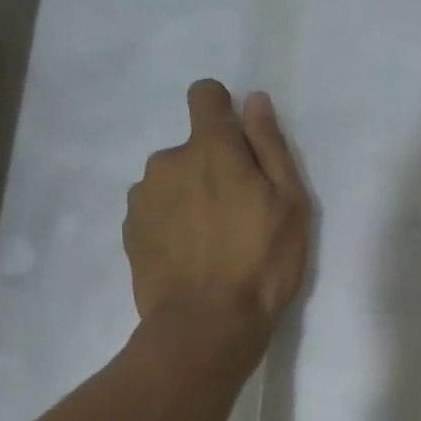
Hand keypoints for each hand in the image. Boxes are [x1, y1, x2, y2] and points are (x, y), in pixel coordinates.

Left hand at [124, 79, 310, 334]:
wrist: (207, 325)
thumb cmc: (262, 261)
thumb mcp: (290, 203)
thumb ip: (270, 146)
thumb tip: (256, 102)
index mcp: (211, 148)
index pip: (205, 95)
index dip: (224, 109)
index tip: (240, 142)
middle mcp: (168, 161)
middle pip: (193, 146)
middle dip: (215, 165)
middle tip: (241, 211)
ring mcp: (143, 196)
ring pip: (173, 179)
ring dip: (192, 194)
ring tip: (215, 238)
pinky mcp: (130, 229)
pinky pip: (157, 209)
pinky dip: (173, 221)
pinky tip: (192, 255)